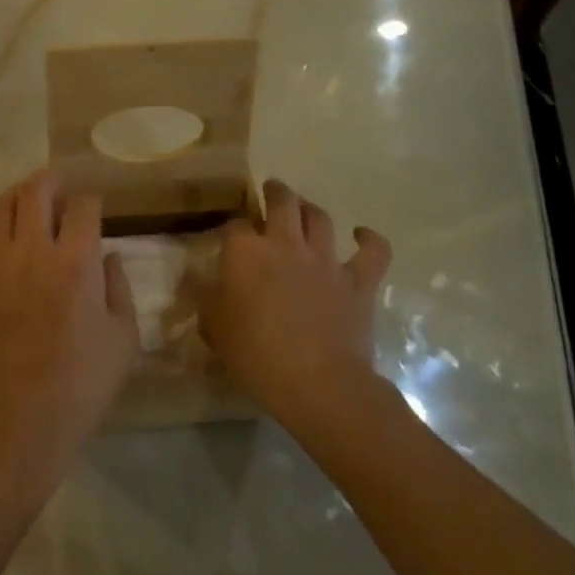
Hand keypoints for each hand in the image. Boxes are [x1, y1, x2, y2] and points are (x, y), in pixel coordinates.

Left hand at [0, 172, 139, 503]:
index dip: (90, 202)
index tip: (91, 211)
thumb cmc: (79, 388)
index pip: (83, 206)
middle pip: (36, 191)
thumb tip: (107, 256)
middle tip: (57, 190)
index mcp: (76, 264)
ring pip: (0, 205)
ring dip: (17, 197)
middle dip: (51, 182)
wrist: (14, 426)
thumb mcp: (124, 341)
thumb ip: (119, 288)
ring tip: (25, 204)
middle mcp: (32, 252)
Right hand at [196, 178, 393, 429]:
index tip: (231, 237)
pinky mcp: (358, 281)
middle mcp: (284, 244)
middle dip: (275, 191)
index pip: (234, 224)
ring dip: (310, 209)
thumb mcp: (215, 330)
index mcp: (245, 252)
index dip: (233, 228)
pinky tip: (362, 235)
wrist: (319, 383)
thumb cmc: (257, 356)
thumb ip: (208, 301)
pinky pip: (372, 252)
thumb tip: (203, 286)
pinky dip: (369, 240)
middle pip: (281, 201)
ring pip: (319, 217)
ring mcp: (325, 259)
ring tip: (304, 209)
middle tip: (272, 191)